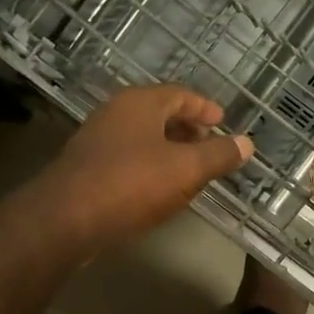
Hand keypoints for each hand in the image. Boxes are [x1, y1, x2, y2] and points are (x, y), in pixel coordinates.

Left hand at [30, 85, 252, 251]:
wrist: (66, 219)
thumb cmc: (131, 183)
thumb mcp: (186, 169)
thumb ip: (218, 155)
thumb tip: (247, 143)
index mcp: (140, 103)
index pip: (180, 94)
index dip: (204, 108)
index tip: (222, 121)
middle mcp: (115, 113)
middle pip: (158, 113)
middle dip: (186, 128)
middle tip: (208, 144)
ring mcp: (96, 140)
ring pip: (141, 137)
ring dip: (167, 148)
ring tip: (189, 169)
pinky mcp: (86, 168)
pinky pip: (126, 158)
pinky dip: (148, 165)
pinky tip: (158, 188)